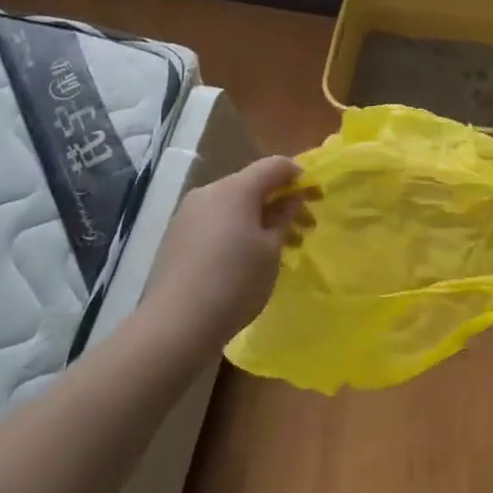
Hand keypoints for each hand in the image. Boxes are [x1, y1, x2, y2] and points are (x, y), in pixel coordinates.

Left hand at [141, 156, 314, 355]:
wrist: (174, 327)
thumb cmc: (234, 283)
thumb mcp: (271, 251)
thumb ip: (284, 217)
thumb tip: (292, 197)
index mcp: (234, 189)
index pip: (275, 166)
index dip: (300, 177)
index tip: (318, 199)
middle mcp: (208, 193)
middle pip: (252, 185)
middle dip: (281, 202)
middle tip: (305, 229)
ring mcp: (188, 215)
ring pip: (233, 206)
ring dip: (260, 219)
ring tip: (280, 248)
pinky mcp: (177, 238)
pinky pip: (216, 223)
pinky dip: (238, 231)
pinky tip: (247, 259)